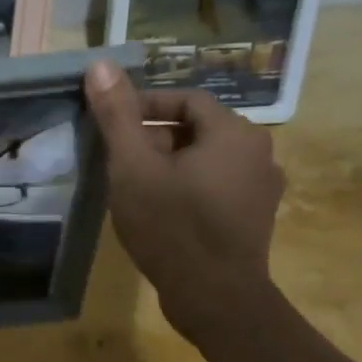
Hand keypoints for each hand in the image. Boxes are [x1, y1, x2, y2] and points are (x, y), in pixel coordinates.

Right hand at [83, 58, 284, 339]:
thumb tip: (99, 64)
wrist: (215, 297)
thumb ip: (117, 115)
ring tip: (133, 185)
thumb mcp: (133, 167)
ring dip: (169, 164)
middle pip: (197, 129)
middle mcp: (258, 152)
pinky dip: (187, 187)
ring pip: (205, 159)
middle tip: (116, 160)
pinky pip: (216, 186)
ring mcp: (261, 188)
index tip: (111, 129)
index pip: (185, 100)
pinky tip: (160, 210)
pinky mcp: (254, 217)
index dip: (143, 108)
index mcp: (235, 132)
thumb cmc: (172, 226)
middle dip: (153, 139)